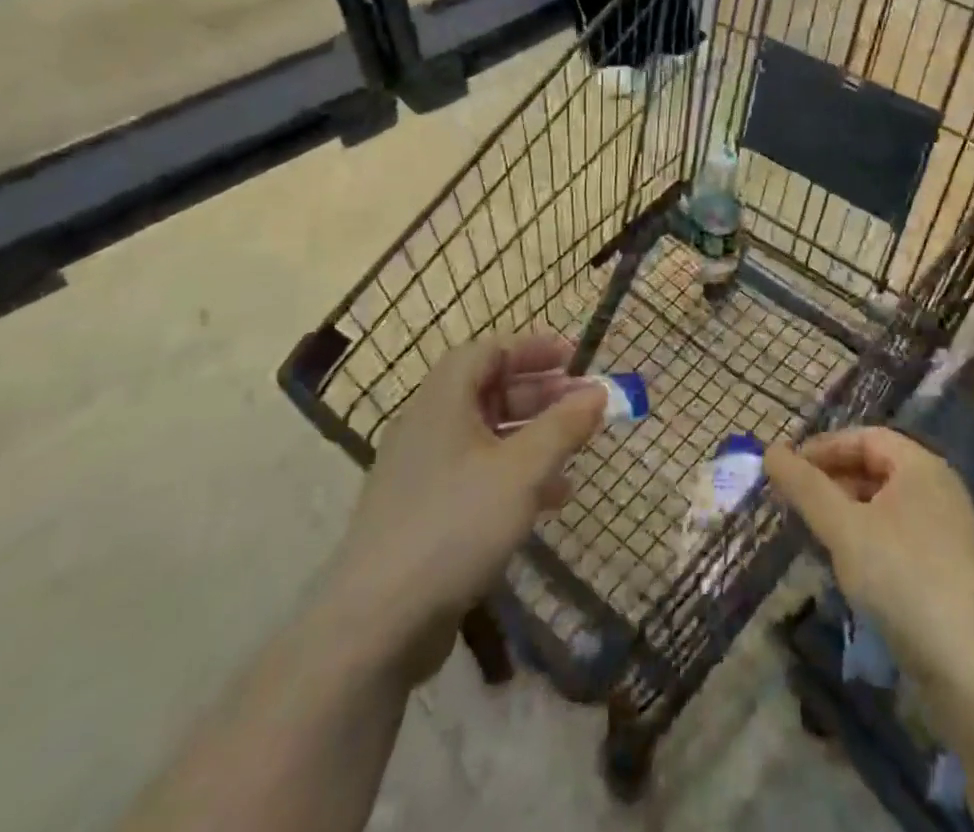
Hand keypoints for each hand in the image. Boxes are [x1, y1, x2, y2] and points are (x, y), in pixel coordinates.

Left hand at [323, 336, 605, 685]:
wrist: (375, 625)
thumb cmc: (455, 525)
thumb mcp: (522, 470)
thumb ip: (564, 426)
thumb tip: (598, 392)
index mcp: (443, 401)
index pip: (489, 351)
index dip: (533, 349)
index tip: (575, 359)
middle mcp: (428, 427)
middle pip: (489, 391)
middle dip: (540, 394)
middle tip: (582, 405)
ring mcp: (422, 473)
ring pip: (486, 436)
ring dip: (532, 437)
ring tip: (575, 452)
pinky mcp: (423, 514)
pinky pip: (476, 475)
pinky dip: (514, 475)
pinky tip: (548, 501)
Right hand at [766, 429, 973, 701]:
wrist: (973, 671)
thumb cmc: (903, 580)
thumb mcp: (844, 529)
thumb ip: (806, 488)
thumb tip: (770, 450)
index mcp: (921, 466)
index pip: (865, 437)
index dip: (824, 447)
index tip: (787, 469)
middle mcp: (939, 489)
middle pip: (876, 468)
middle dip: (832, 480)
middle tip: (794, 502)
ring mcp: (948, 531)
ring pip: (885, 505)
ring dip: (846, 512)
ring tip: (813, 534)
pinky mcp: (949, 569)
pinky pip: (898, 535)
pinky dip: (868, 539)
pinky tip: (847, 566)